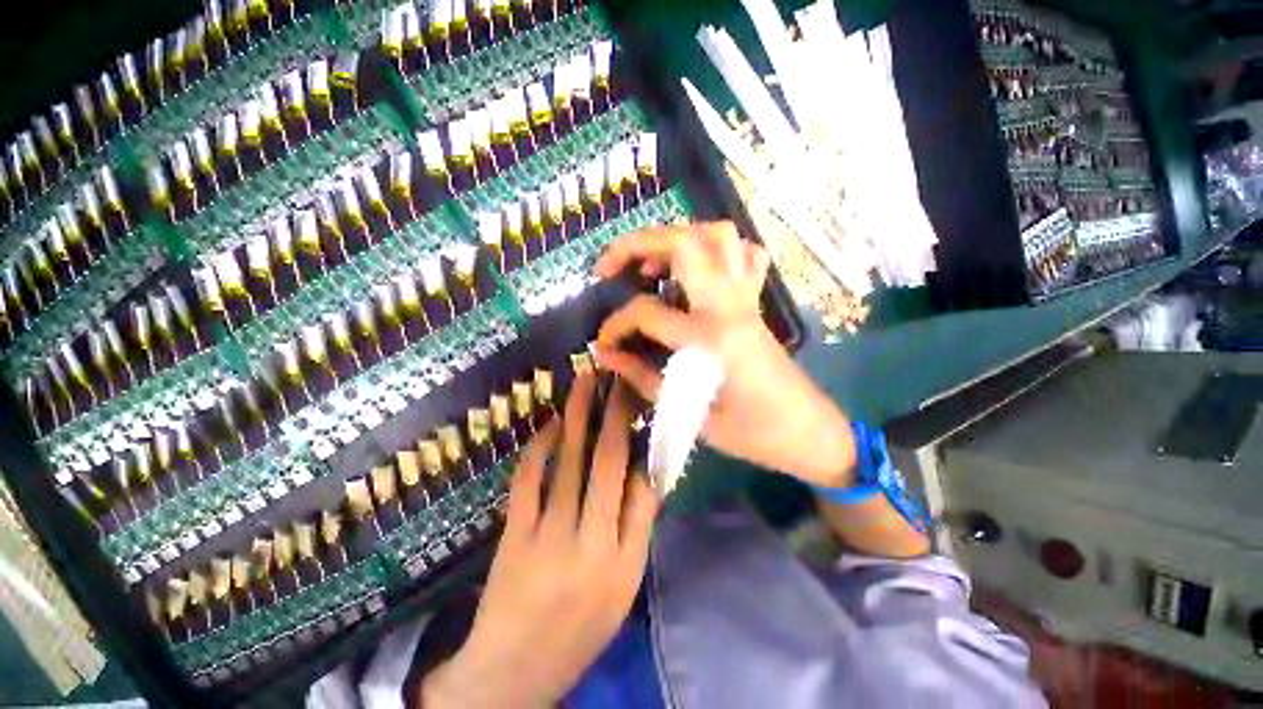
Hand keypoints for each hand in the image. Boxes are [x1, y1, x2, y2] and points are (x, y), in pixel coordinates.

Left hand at [420, 374, 659, 708]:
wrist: (515, 672)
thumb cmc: (580, 629)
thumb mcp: (625, 585)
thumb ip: (636, 527)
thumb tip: (644, 470)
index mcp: (626, 560)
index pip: (645, 486)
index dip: (645, 439)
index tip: (643, 407)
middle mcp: (592, 542)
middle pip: (608, 461)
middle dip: (615, 412)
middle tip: (617, 378)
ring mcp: (548, 536)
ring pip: (568, 460)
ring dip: (578, 415)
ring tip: (586, 381)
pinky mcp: (513, 535)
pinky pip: (528, 478)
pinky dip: (540, 445)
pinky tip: (551, 424)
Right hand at [594, 221, 855, 487]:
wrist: (807, 431)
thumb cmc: (751, 433)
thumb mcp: (688, 414)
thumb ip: (642, 377)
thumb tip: (605, 354)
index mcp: (710, 340)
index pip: (646, 313)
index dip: (614, 325)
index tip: (602, 343)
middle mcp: (728, 306)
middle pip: (682, 245)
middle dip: (635, 244)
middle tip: (608, 267)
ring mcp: (746, 298)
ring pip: (717, 236)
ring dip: (676, 238)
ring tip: (652, 264)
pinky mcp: (756, 301)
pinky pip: (744, 254)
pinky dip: (716, 250)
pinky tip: (696, 271)